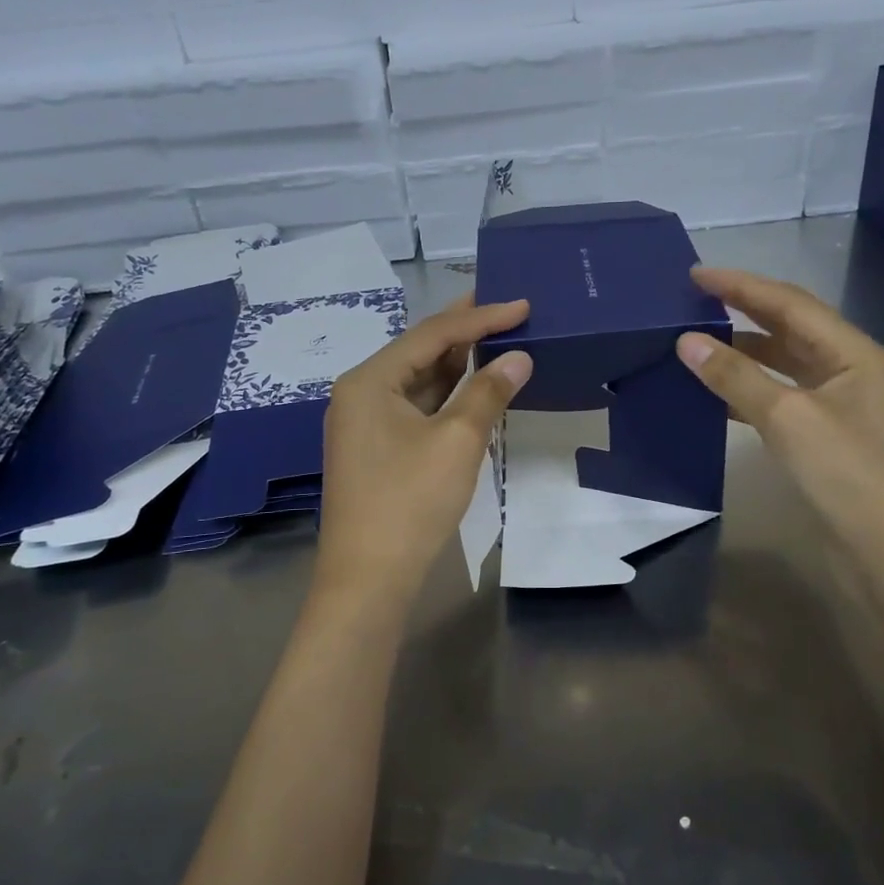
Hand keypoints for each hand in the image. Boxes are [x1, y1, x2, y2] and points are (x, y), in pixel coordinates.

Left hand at [316, 296, 533, 609]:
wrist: (369, 579)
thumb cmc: (409, 502)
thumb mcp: (456, 442)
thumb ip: (488, 393)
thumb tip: (519, 358)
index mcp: (369, 381)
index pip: (432, 335)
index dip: (480, 317)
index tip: (522, 305)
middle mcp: (361, 393)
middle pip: (420, 351)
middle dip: (465, 332)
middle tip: (506, 308)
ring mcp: (366, 423)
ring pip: (419, 381)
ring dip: (457, 364)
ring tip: (497, 339)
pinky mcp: (377, 449)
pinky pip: (416, 408)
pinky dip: (447, 396)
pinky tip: (474, 388)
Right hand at [676, 267, 883, 552]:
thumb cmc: (848, 475)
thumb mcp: (788, 418)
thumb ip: (736, 376)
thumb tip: (686, 341)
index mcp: (855, 353)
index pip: (790, 304)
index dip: (741, 286)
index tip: (695, 275)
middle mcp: (852, 370)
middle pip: (791, 328)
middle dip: (743, 311)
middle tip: (693, 301)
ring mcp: (842, 406)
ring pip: (785, 364)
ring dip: (744, 351)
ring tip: (697, 341)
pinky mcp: (828, 437)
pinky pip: (783, 397)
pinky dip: (750, 389)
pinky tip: (718, 393)